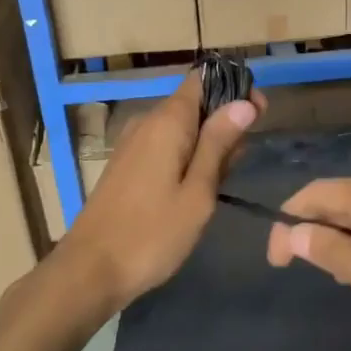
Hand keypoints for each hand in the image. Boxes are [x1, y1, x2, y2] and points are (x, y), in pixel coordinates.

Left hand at [57, 72, 264, 313]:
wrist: (90, 270)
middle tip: (242, 161)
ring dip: (207, 143)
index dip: (234, 89)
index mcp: (167, 121)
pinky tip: (196, 187)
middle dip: (225, 121)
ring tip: (222, 180)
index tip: (259, 114)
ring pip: (181, 127)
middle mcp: (147, 122)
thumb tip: (244, 102)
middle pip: (194, 103)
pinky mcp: (126, 164)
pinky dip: (186, 156)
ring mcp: (133, 143)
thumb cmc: (152, 233)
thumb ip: (219, 144)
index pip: (203, 79)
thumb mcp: (198, 192)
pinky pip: (165, 145)